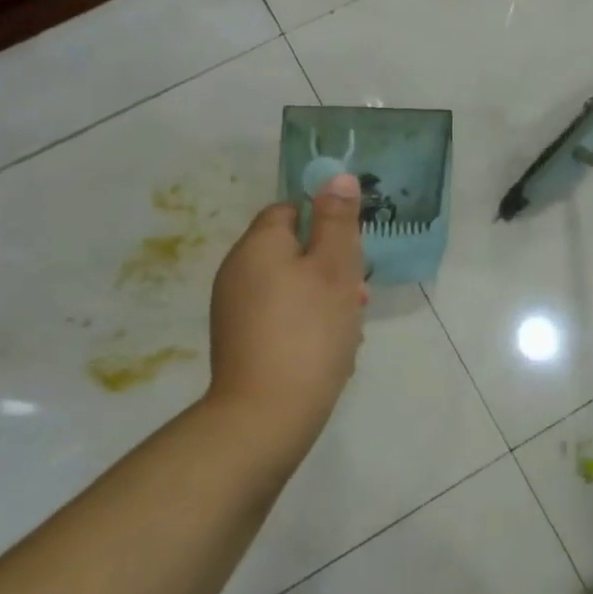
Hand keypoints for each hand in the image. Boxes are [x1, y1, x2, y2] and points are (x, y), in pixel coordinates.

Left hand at [208, 173, 367, 451]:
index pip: (290, 210)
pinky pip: (281, 317)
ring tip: (349, 327)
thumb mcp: (334, 268)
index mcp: (257, 245)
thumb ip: (338, 220)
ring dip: (323, 299)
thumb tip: (337, 177)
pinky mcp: (241, 343)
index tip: (351, 250)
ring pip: (291, 287)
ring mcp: (235, 310)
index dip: (325, 223)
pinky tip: (329, 350)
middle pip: (292, 251)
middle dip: (330, 267)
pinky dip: (306, 325)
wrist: (267, 416)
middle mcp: (238, 272)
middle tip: (357, 294)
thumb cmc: (309, 331)